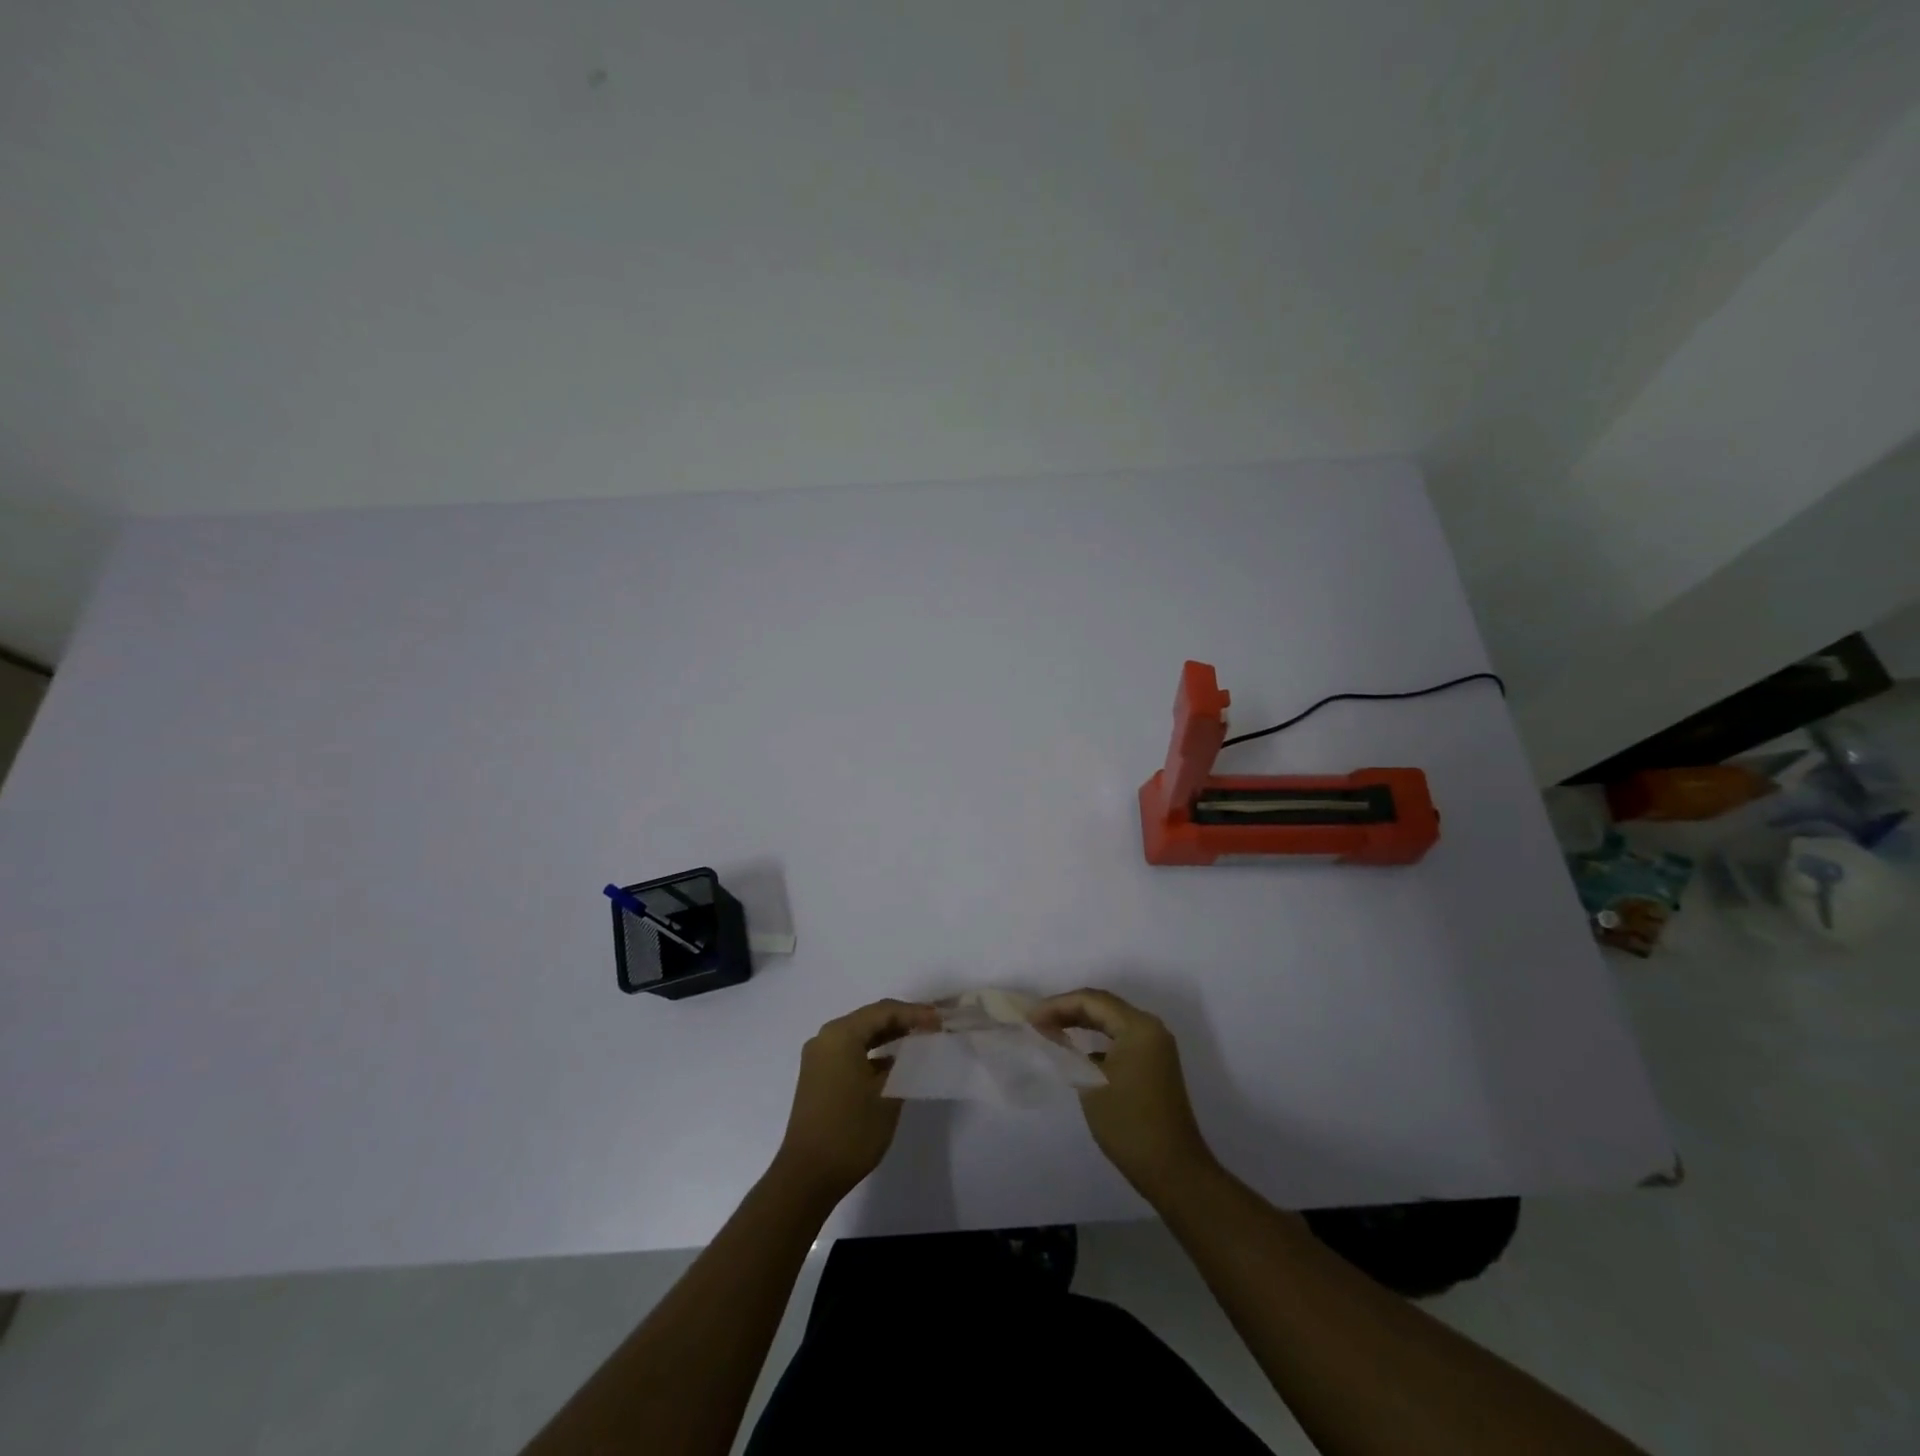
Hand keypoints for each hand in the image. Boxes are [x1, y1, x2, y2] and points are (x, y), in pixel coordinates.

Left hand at [773, 998, 939, 1205]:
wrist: (807, 1176)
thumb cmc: (850, 1131)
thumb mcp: (888, 1094)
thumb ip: (905, 1064)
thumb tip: (916, 1049)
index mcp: (840, 1034)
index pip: (884, 1011)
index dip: (915, 1013)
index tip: (941, 1020)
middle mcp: (825, 1038)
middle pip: (870, 1019)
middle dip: (903, 1021)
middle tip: (934, 1026)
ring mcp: (818, 1058)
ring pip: (860, 1035)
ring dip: (889, 1036)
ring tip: (919, 1039)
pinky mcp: (818, 1076)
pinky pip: (850, 1052)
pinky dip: (873, 1053)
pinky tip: (894, 1062)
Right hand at [1031, 988, 1215, 1200]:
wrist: (1173, 1171)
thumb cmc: (1129, 1123)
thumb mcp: (1091, 1083)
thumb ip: (1068, 1051)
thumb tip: (1049, 1033)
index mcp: (1139, 1026)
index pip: (1092, 1000)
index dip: (1057, 1005)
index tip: (1029, 1018)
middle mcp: (1151, 1028)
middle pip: (1103, 1006)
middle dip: (1067, 1010)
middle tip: (1036, 1020)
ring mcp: (1155, 1047)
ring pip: (1111, 1022)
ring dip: (1080, 1023)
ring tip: (1050, 1030)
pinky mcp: (1154, 1065)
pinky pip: (1119, 1039)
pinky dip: (1095, 1040)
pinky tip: (1076, 1050)